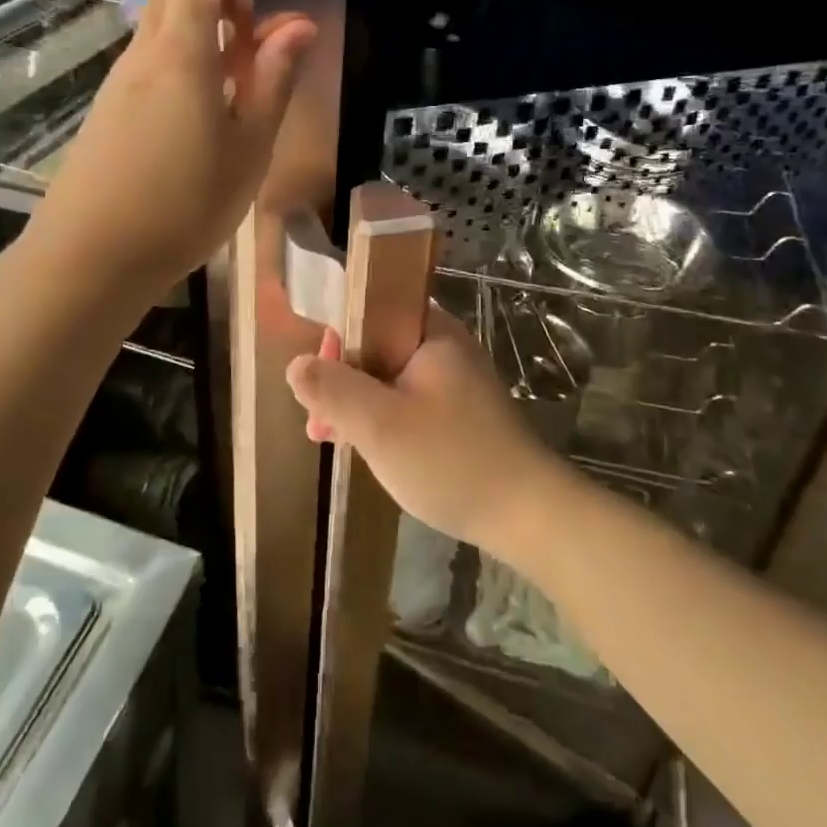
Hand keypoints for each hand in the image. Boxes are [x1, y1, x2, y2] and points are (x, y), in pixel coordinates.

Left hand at [28, 0, 314, 297]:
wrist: (91, 257)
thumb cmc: (185, 202)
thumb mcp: (249, 146)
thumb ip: (273, 81)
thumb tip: (298, 25)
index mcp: (182, 53)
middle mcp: (143, 57)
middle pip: (173, 0)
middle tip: (255, 27)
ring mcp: (118, 85)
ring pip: (158, 33)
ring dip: (197, 30)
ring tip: (238, 68)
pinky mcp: (107, 114)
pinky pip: (148, 66)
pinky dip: (178, 62)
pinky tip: (202, 105)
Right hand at [285, 309, 571, 556]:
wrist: (529, 516)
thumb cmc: (450, 459)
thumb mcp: (379, 424)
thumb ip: (333, 389)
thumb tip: (297, 364)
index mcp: (432, 332)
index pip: (373, 309)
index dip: (337, 338)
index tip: (317, 378)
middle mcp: (446, 347)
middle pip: (378, 346)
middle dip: (341, 379)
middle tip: (317, 422)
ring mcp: (456, 382)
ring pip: (390, 378)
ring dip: (358, 403)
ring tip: (328, 439)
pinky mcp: (461, 414)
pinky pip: (409, 402)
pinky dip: (383, 419)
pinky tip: (364, 449)